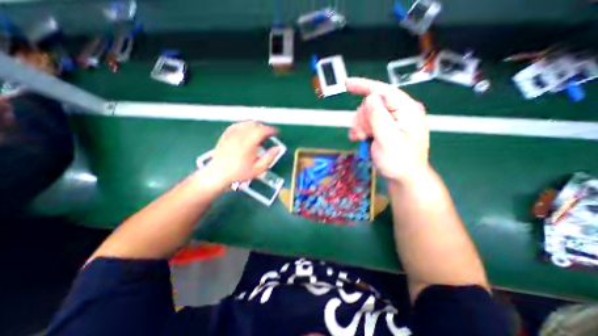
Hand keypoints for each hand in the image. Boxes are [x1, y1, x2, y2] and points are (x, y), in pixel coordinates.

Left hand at [206, 120, 280, 188]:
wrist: (218, 174)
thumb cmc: (239, 173)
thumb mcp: (258, 169)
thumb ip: (269, 158)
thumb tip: (277, 149)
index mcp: (248, 144)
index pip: (261, 130)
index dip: (271, 130)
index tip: (276, 132)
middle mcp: (239, 136)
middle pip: (254, 124)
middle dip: (264, 127)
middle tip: (268, 134)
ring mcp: (231, 135)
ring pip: (245, 123)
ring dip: (255, 125)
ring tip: (259, 132)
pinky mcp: (225, 136)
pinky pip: (236, 125)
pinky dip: (244, 125)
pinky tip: (246, 130)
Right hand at [347, 76, 429, 183]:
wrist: (404, 178)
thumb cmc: (400, 162)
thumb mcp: (389, 140)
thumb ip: (379, 118)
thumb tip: (370, 98)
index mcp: (406, 110)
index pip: (384, 91)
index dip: (364, 85)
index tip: (347, 84)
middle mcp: (399, 112)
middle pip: (372, 103)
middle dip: (362, 117)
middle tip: (362, 133)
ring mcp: (390, 121)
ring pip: (367, 114)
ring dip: (360, 125)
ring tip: (361, 138)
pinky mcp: (383, 129)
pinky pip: (367, 123)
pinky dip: (360, 130)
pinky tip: (358, 138)